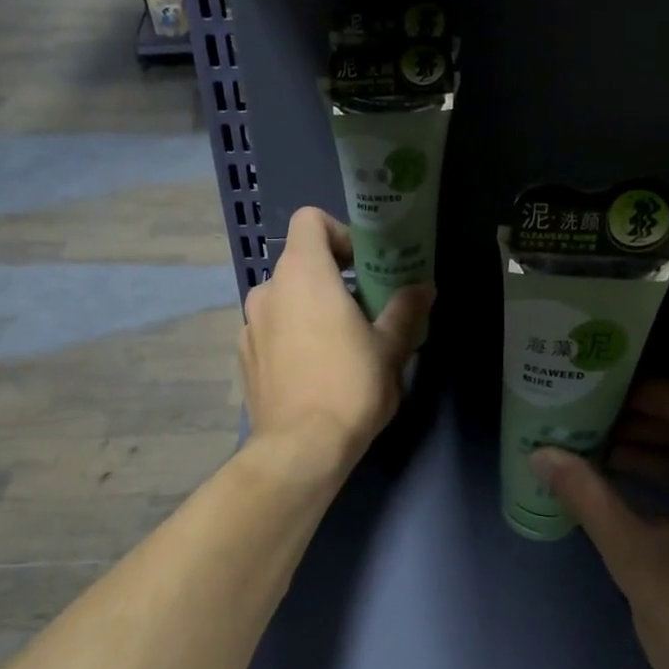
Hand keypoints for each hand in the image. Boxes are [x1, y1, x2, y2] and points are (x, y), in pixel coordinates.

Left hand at [240, 207, 432, 470]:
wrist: (300, 449)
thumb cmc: (350, 387)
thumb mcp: (391, 348)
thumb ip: (406, 309)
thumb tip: (424, 287)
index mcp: (304, 275)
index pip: (309, 220)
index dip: (339, 233)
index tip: (363, 265)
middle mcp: (268, 290)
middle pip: (300, 263)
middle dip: (333, 278)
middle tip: (364, 310)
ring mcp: (250, 325)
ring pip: (285, 299)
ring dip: (310, 308)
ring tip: (338, 345)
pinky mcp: (244, 357)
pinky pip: (271, 330)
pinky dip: (291, 336)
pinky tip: (312, 371)